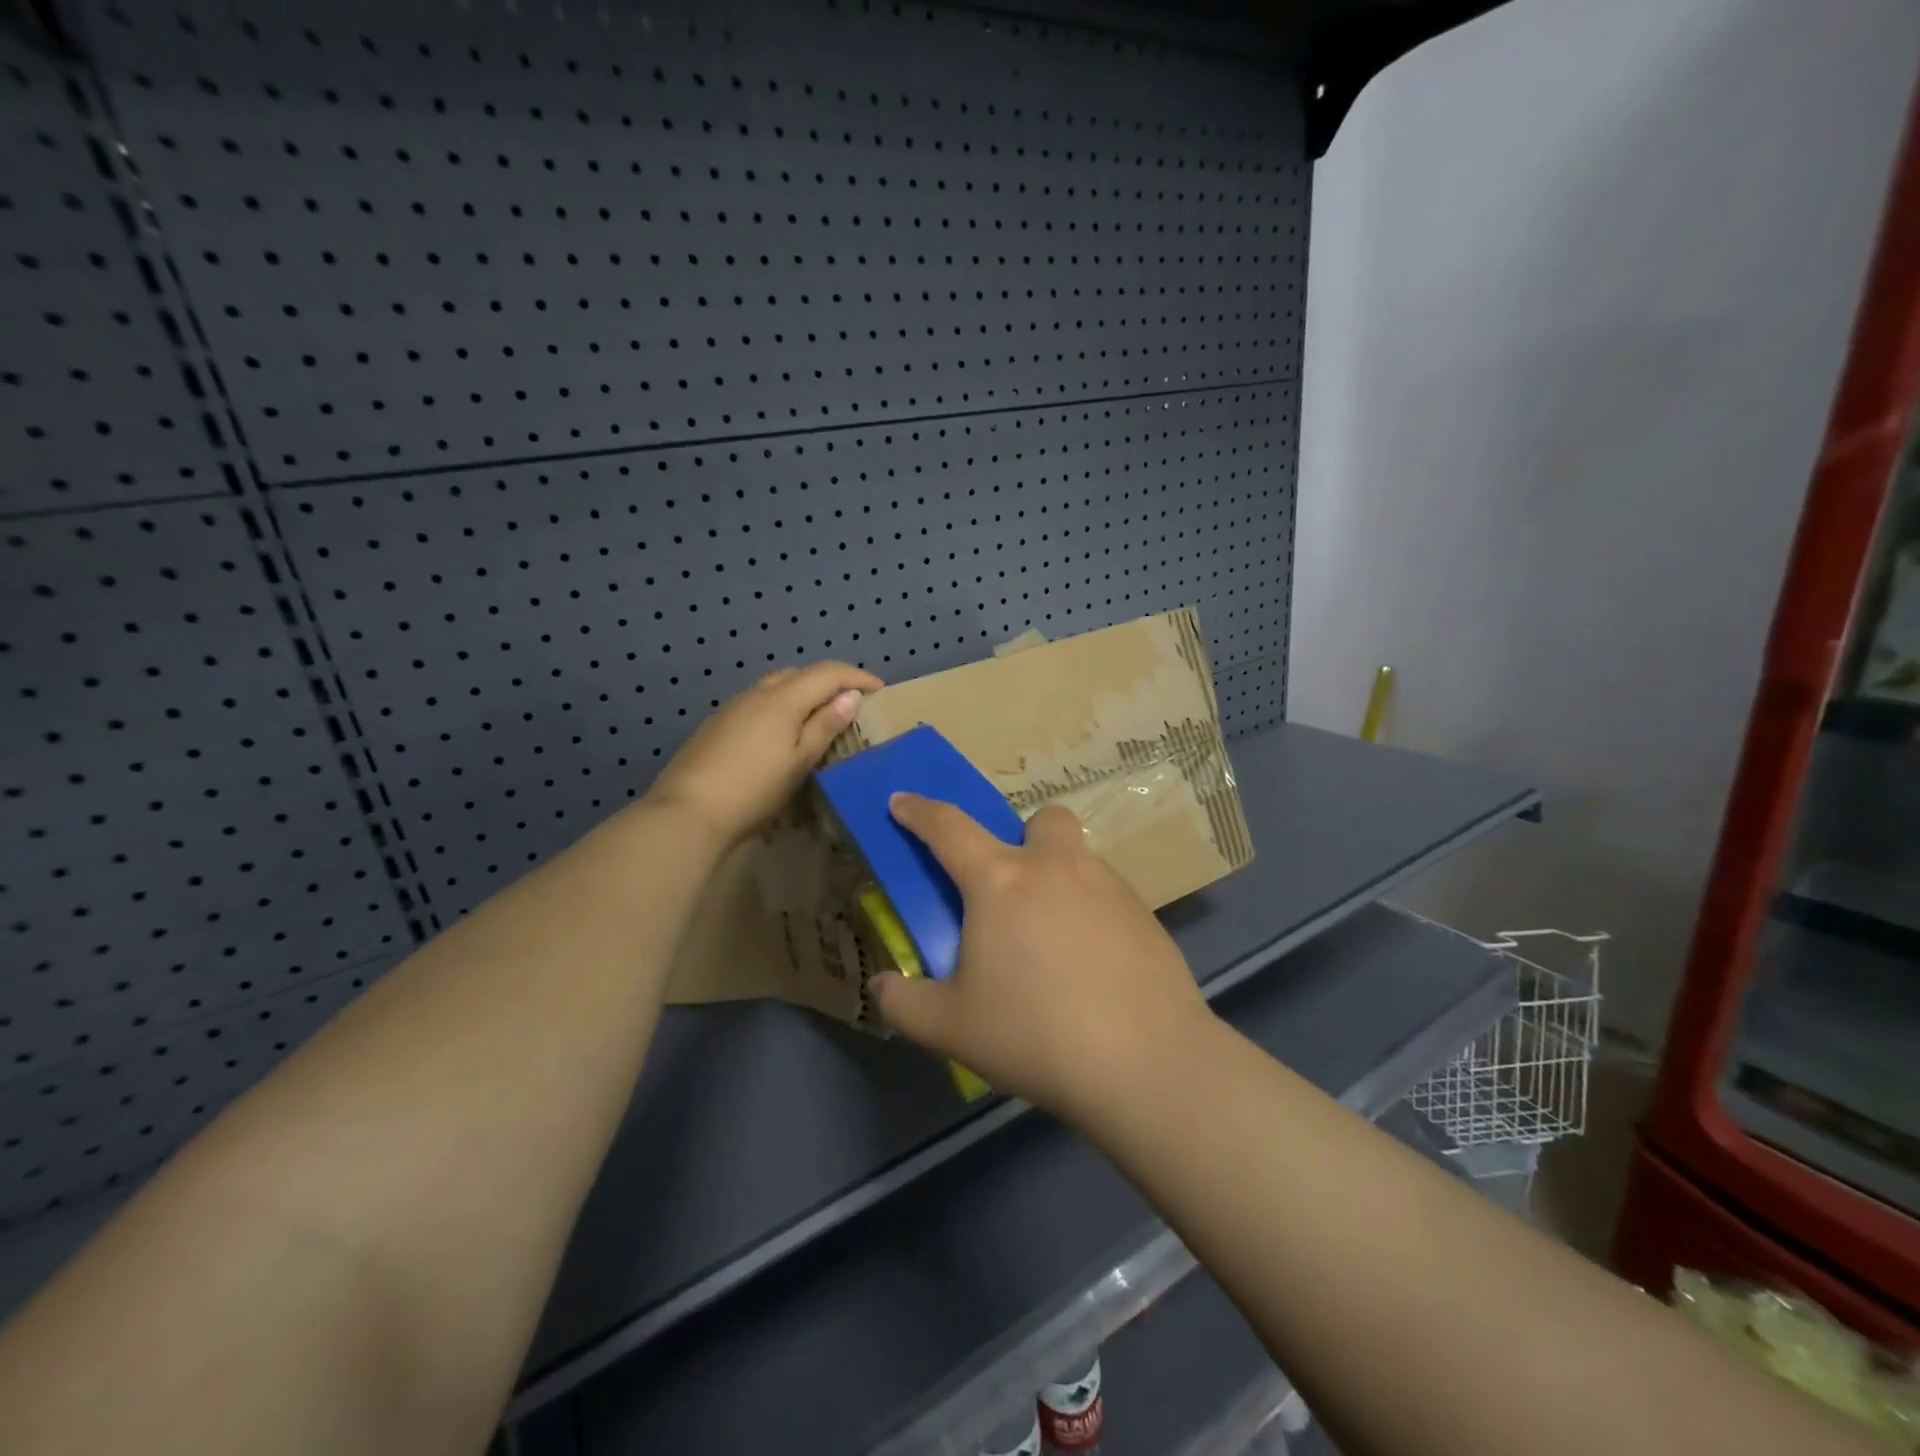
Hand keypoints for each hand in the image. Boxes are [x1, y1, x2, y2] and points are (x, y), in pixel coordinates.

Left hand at [646, 661, 881, 846]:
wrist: (688, 811)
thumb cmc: (755, 788)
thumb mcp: (800, 760)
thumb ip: (825, 725)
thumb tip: (850, 696)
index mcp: (784, 697)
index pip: (828, 672)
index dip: (857, 676)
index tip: (880, 689)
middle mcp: (758, 692)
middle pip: (800, 673)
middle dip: (830, 681)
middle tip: (851, 703)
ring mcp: (733, 707)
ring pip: (776, 686)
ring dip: (803, 692)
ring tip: (819, 716)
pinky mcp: (717, 725)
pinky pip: (759, 703)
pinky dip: (780, 707)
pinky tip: (781, 733)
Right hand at [872, 794, 1213, 1121]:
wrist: (1145, 1061)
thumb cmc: (1034, 1033)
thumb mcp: (950, 1028)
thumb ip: (903, 1003)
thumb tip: (882, 986)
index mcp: (1000, 881)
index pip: (948, 828)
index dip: (918, 811)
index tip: (902, 800)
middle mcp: (1056, 868)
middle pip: (1040, 819)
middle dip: (1022, 836)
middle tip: (1012, 888)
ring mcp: (1108, 887)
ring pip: (1078, 858)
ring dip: (1058, 878)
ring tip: (1051, 941)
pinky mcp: (1145, 915)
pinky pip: (1108, 896)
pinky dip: (1091, 914)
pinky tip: (1091, 966)